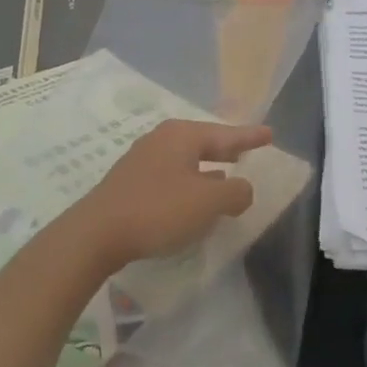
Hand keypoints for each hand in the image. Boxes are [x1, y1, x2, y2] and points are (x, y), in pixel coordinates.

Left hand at [65, 119, 273, 268]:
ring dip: (207, 168)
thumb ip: (235, 192)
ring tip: (225, 174)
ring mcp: (142, 160)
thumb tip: (242, 189)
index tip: (270, 134)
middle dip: (226, 148)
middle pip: (203, 142)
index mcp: (182, 136)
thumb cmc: (158, 210)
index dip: (249, 136)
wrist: (97, 233)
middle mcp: (161, 140)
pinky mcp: (130, 183)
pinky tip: (193, 198)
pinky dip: (189, 182)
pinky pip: (171, 175)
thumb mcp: (208, 202)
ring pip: (186, 159)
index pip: (225, 133)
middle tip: (247, 150)